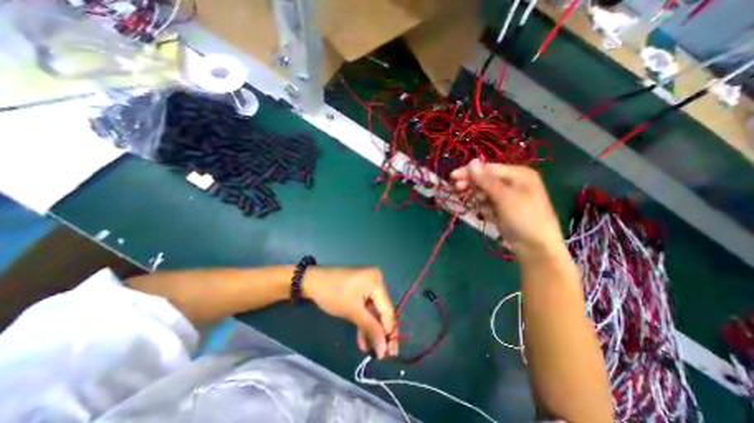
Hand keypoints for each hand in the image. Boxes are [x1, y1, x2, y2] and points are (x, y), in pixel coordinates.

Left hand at [303, 267, 400, 357]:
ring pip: (374, 309)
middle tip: (385, 355)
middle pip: (382, 309)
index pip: (387, 309)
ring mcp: (368, 282)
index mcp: (377, 281)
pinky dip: (364, 319)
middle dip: (381, 331)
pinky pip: (366, 304)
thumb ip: (371, 329)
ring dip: (371, 328)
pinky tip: (363, 339)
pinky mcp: (361, 286)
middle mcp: (376, 279)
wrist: (312, 280)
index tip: (391, 354)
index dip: (390, 332)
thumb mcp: (352, 312)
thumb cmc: (332, 294)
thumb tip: (384, 349)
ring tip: (372, 350)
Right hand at [446, 159, 564, 257]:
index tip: (452, 176)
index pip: (488, 168)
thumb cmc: (524, 217)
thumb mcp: (504, 197)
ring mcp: (507, 196)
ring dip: (477, 197)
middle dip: (472, 184)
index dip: (470, 171)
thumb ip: (486, 180)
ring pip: (484, 191)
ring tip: (479, 206)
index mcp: (518, 174)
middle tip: (457, 189)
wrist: (536, 247)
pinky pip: (487, 202)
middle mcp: (513, 182)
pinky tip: (487, 214)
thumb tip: (472, 161)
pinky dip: (483, 207)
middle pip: (485, 179)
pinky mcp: (502, 208)